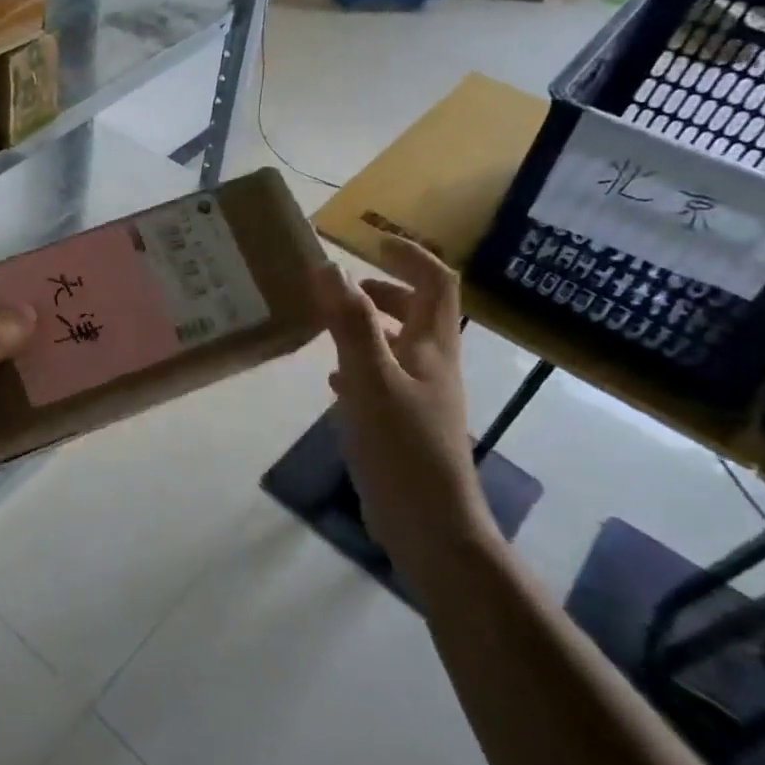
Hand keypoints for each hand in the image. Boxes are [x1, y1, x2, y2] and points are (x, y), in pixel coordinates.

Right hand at [315, 238, 489, 566]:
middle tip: (348, 286)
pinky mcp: (404, 426)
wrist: (428, 523)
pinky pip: (383, 381)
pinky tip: (334, 381)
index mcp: (433, 348)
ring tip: (332, 324)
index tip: (374, 242)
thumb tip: (328, 267)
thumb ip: (350, 323)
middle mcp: (433, 367)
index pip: (436, 283)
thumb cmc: (402, 446)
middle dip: (388, 291)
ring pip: (399, 348)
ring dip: (371, 327)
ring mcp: (420, 398)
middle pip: (421, 314)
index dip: (410, 257)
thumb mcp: (370, 378)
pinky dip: (360, 367)